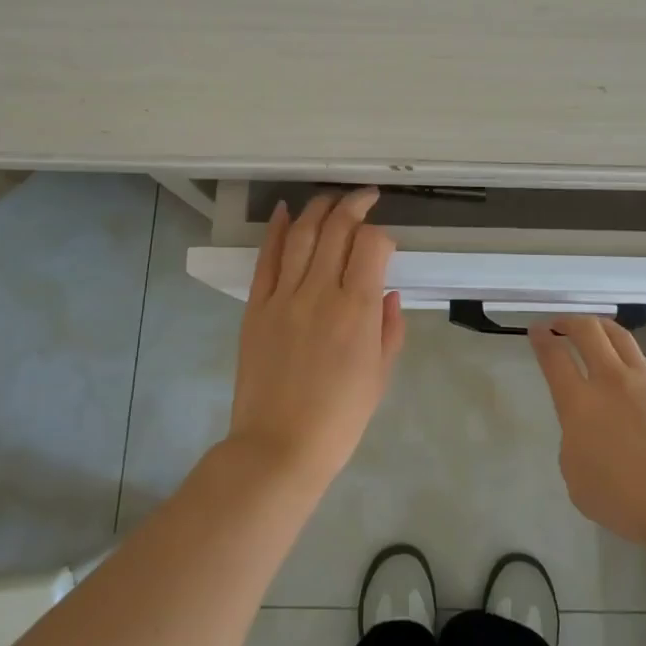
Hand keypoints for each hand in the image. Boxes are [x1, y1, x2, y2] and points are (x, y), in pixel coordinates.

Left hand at [229, 188, 404, 492]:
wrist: (279, 447)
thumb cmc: (340, 418)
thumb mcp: (381, 375)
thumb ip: (389, 328)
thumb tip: (387, 293)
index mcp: (357, 310)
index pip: (371, 245)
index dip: (382, 234)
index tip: (386, 244)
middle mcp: (320, 292)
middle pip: (337, 229)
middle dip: (354, 205)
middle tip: (365, 197)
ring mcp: (283, 297)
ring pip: (301, 234)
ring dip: (318, 209)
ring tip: (332, 199)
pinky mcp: (256, 307)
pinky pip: (266, 259)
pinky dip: (275, 229)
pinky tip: (284, 211)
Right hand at [531, 315, 645, 553]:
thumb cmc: (629, 501)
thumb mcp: (578, 481)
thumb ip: (573, 444)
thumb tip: (585, 429)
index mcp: (580, 403)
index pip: (554, 357)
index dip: (542, 339)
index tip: (537, 330)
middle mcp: (611, 381)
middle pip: (587, 331)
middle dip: (569, 321)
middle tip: (560, 325)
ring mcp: (645, 380)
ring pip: (619, 335)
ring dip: (600, 327)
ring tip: (594, 331)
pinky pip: (644, 359)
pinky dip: (628, 355)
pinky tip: (628, 368)